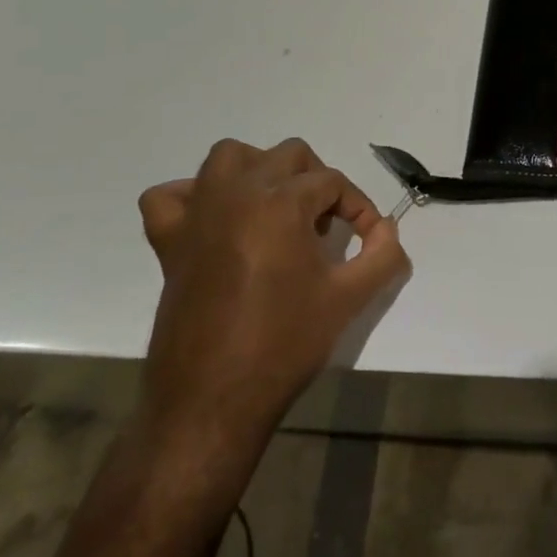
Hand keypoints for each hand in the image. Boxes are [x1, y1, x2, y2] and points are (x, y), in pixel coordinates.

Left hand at [135, 138, 409, 486]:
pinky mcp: (169, 243)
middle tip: (326, 225)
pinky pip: (169, 197)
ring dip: (259, 170)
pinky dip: (192, 196)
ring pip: (229, 157)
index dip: (358, 207)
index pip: (332, 182)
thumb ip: (383, 254)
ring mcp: (198, 216)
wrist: (213, 400)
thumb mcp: (350, 298)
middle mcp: (237, 195)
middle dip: (316, 182)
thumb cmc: (285, 344)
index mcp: (281, 204)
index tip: (369, 238)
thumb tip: (387, 231)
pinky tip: (216, 221)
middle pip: (287, 156)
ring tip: (277, 209)